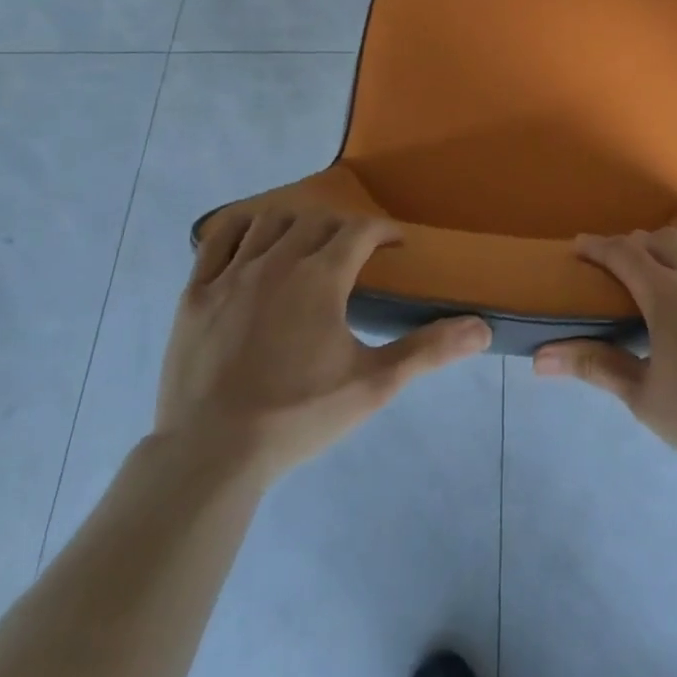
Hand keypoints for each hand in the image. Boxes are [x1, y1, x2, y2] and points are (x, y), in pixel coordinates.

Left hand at [156, 205, 490, 482]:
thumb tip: (481, 328)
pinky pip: (217, 241)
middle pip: (317, 221)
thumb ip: (427, 350)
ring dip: (295, 225)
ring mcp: (230, 275)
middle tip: (355, 252)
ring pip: (269, 222)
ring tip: (306, 246)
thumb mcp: (373, 385)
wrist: (211, 455)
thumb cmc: (298, 416)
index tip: (397, 244)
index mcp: (320, 277)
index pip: (361, 230)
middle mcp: (277, 261)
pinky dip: (240, 231)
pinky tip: (250, 246)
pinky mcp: (195, 295)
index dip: (384, 231)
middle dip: (343, 228)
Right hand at [533, 228, 676, 472]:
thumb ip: (596, 368)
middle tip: (623, 260)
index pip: (623, 254)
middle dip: (637, 244)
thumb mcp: (645, 398)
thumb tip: (541, 357)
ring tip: (670, 256)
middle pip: (663, 241)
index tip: (579, 246)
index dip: (598, 246)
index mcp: (666, 294)